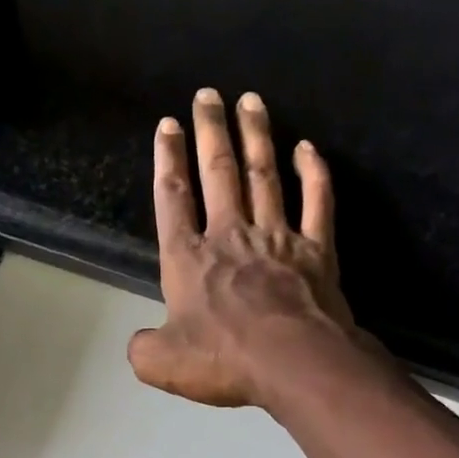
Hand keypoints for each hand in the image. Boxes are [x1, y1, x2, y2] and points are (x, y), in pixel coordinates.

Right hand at [127, 88, 362, 409]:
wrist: (293, 363)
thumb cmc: (223, 359)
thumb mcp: (161, 363)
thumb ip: (143, 347)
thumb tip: (140, 342)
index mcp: (188, 260)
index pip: (173, 200)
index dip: (168, 161)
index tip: (168, 126)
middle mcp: (230, 237)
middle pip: (219, 174)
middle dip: (211, 131)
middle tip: (208, 95)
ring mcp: (277, 238)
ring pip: (264, 176)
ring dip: (256, 136)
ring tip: (251, 100)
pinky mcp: (316, 250)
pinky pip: (318, 202)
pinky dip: (314, 173)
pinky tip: (308, 148)